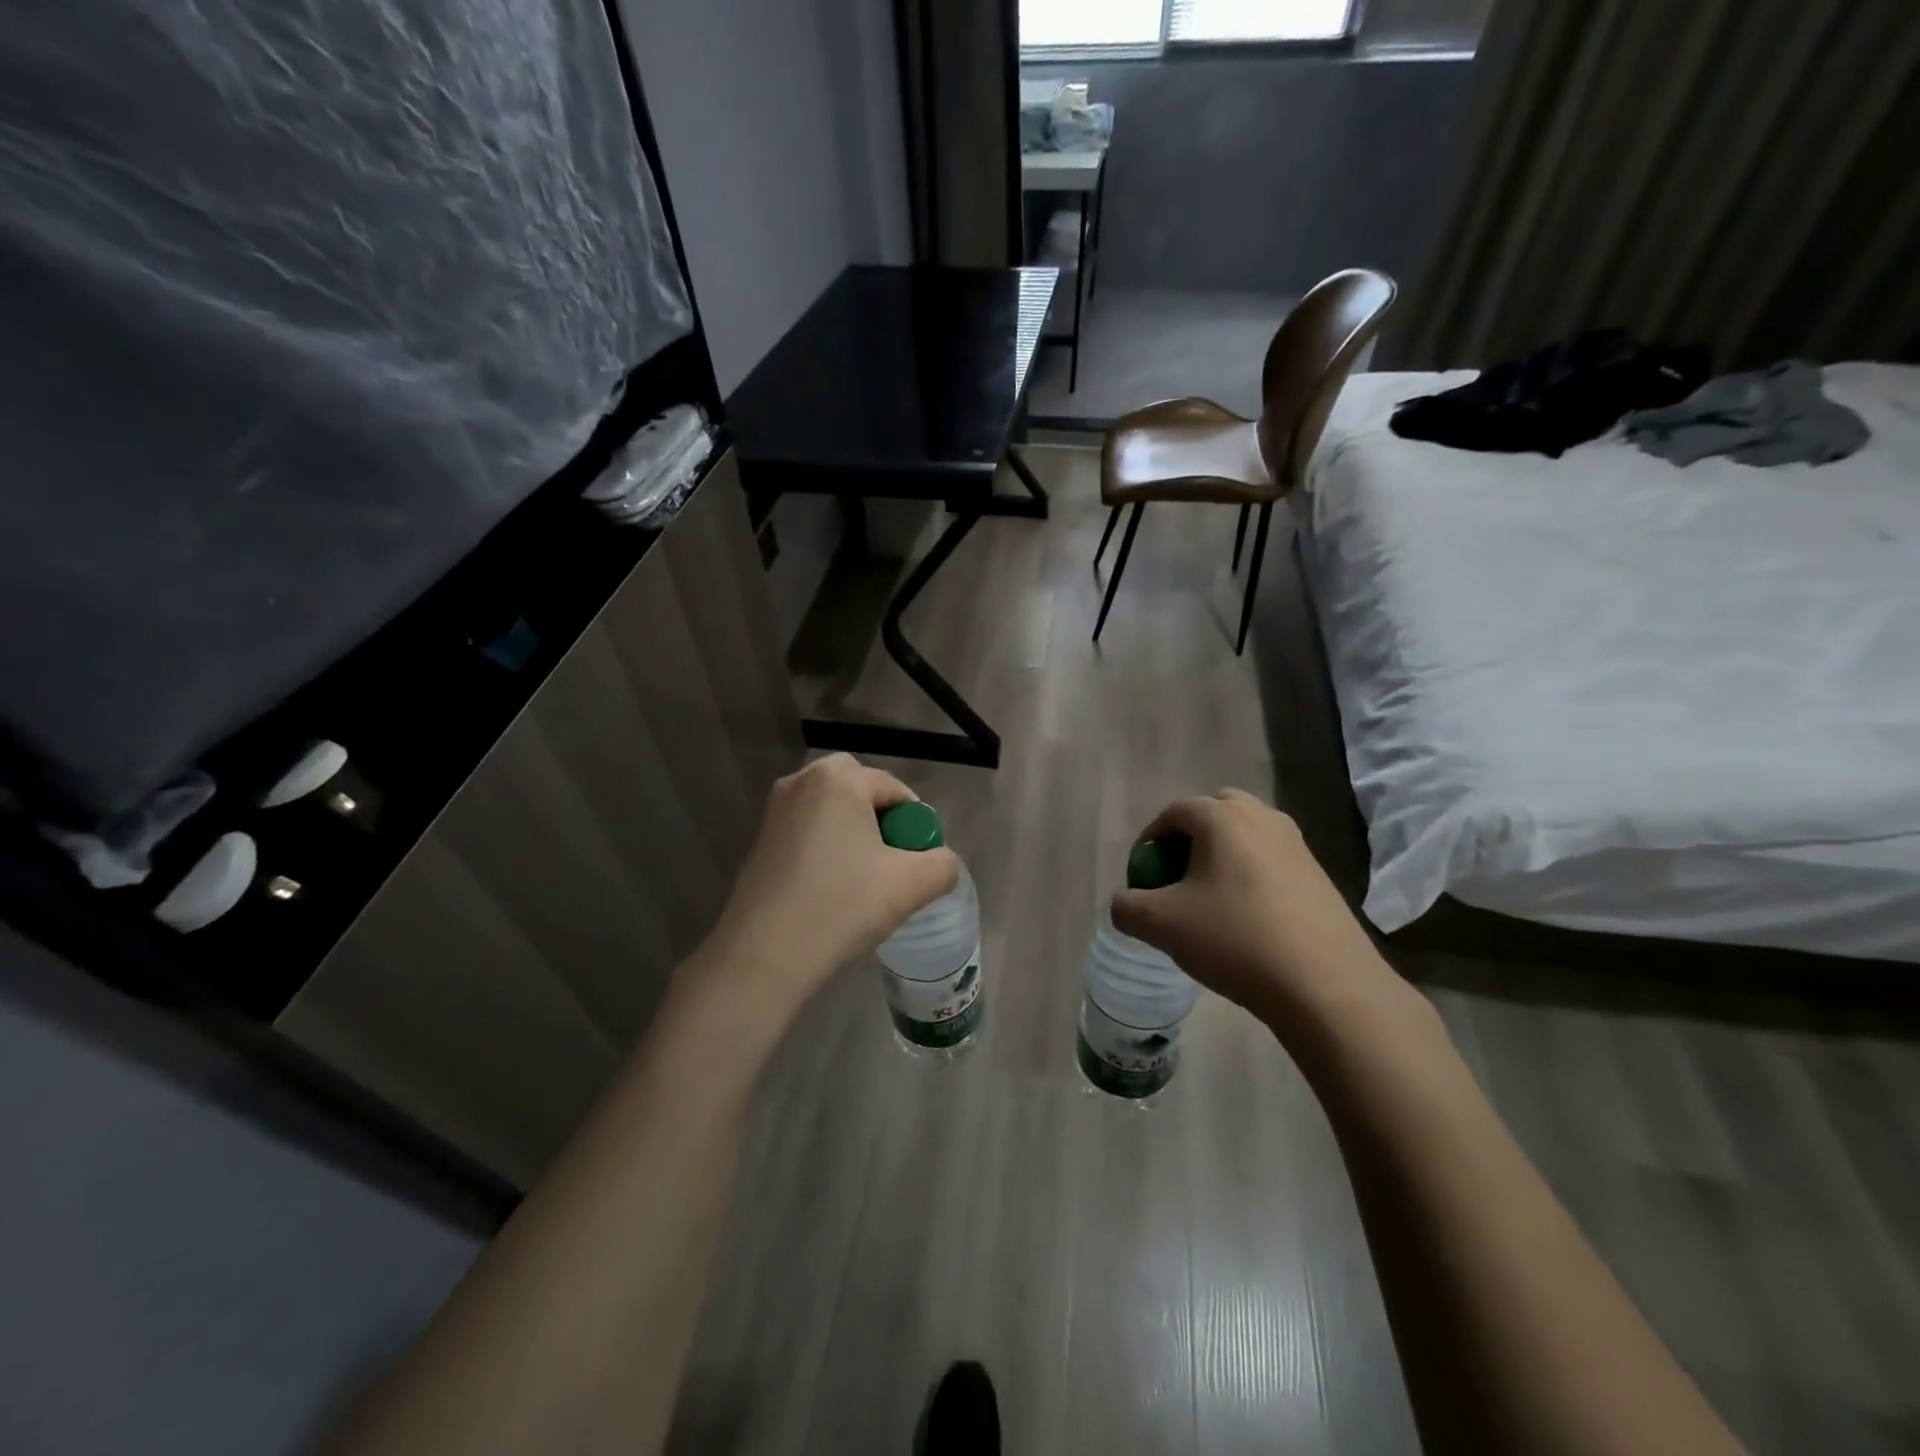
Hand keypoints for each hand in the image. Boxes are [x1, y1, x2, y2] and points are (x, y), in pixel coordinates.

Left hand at [693, 755, 959, 1018]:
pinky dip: (826, 848)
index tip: (919, 860)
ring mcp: (774, 810)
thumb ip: (943, 864)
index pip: (894, 789)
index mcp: (838, 779)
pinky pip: (807, 830)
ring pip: (831, 811)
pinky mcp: (759, 840)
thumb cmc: (841, 906)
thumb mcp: (911, 885)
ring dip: (853, 834)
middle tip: (892, 861)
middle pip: (859, 791)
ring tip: (864, 879)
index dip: (915, 823)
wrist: (764, 955)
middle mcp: (801, 781)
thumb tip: (942, 862)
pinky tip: (830, 888)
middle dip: (881, 820)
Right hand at [1111, 790, 1414, 1045]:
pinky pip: (1270, 859)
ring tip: (1209, 898)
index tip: (1141, 876)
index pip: (1173, 812)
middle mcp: (1262, 817)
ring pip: (1246, 835)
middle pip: (1214, 812)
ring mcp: (1297, 844)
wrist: (1326, 985)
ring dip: (1221, 855)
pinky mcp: (1319, 874)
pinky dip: (1249, 874)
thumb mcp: (1162, 925)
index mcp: (1222, 817)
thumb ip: (1127, 907)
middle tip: (1175, 876)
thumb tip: (1124, 903)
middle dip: (1188, 838)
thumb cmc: (1235, 939)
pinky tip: (1246, 919)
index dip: (1149, 841)